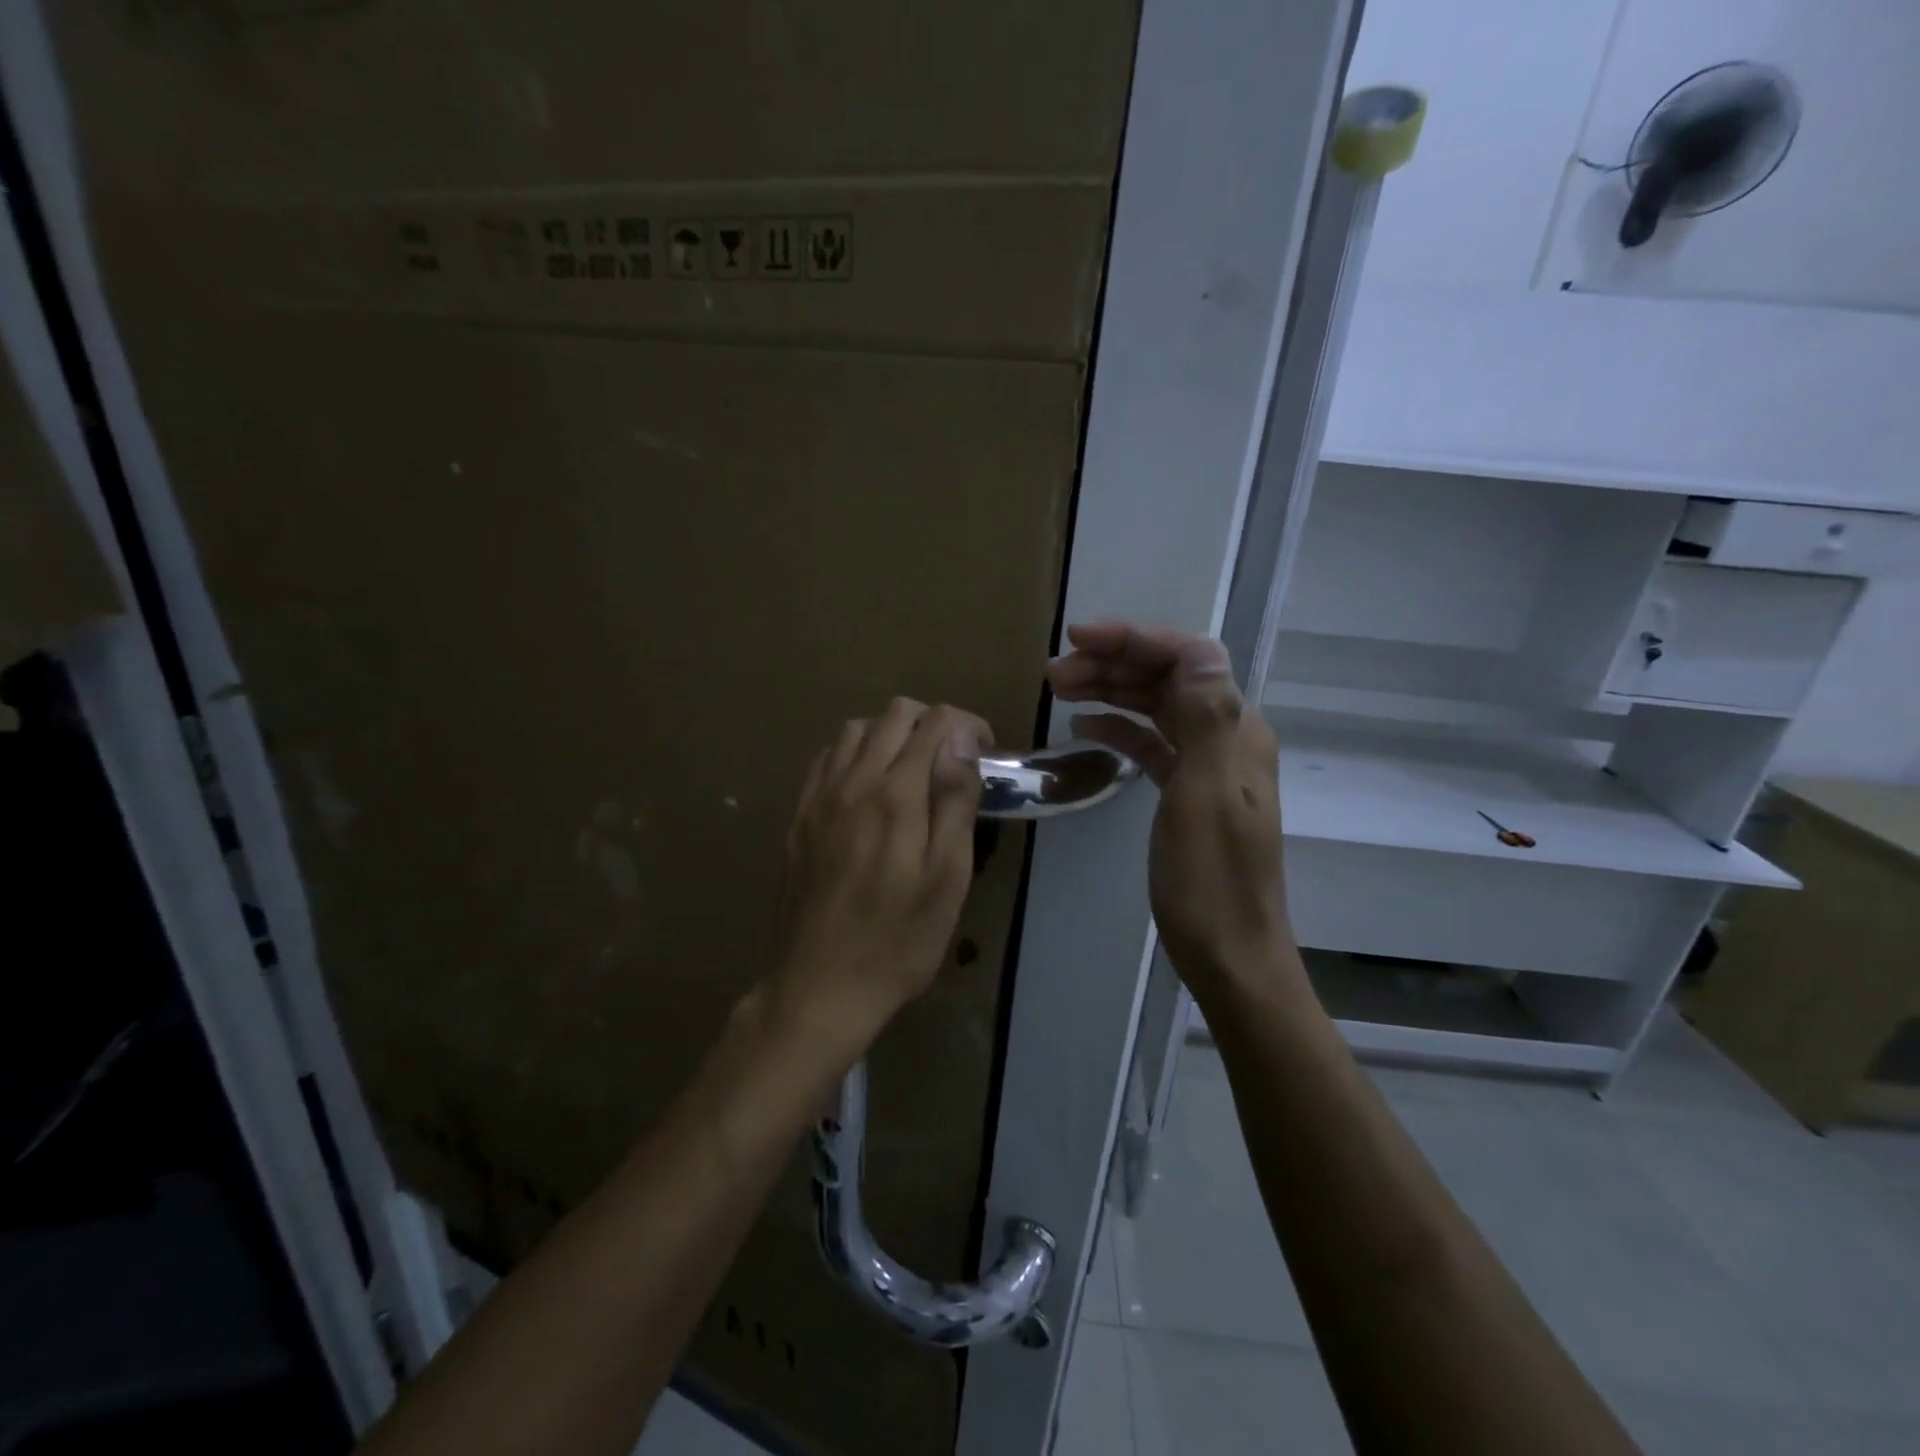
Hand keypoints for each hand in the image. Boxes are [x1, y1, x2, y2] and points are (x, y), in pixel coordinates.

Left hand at [768, 697, 991, 1049]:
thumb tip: (960, 739)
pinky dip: (852, 753)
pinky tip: (866, 787)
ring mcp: (819, 797)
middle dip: (932, 722)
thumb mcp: (947, 877)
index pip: (934, 722)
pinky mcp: (799, 818)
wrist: (820, 986)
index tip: (983, 754)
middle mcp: (852, 781)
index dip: (966, 725)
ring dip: (890, 734)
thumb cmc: (899, 939)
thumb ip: (954, 800)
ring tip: (911, 771)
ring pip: (854, 729)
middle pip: (893, 713)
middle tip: (952, 763)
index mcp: (896, 794)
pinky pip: (824, 758)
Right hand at [1047, 622, 1287, 988]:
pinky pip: (1152, 744)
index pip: (1190, 658)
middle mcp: (1226, 737)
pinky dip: (1120, 729)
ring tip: (1059, 689)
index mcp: (1235, 731)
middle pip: (1169, 678)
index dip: (1136, 640)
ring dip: (1111, 691)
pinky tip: (1086, 726)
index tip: (1080, 640)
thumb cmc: (1210, 880)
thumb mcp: (1203, 796)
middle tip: (1054, 672)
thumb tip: (1198, 648)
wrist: (1229, 953)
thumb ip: (1204, 719)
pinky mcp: (1187, 791)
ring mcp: (1207, 765)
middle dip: (1114, 664)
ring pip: (1157, 708)